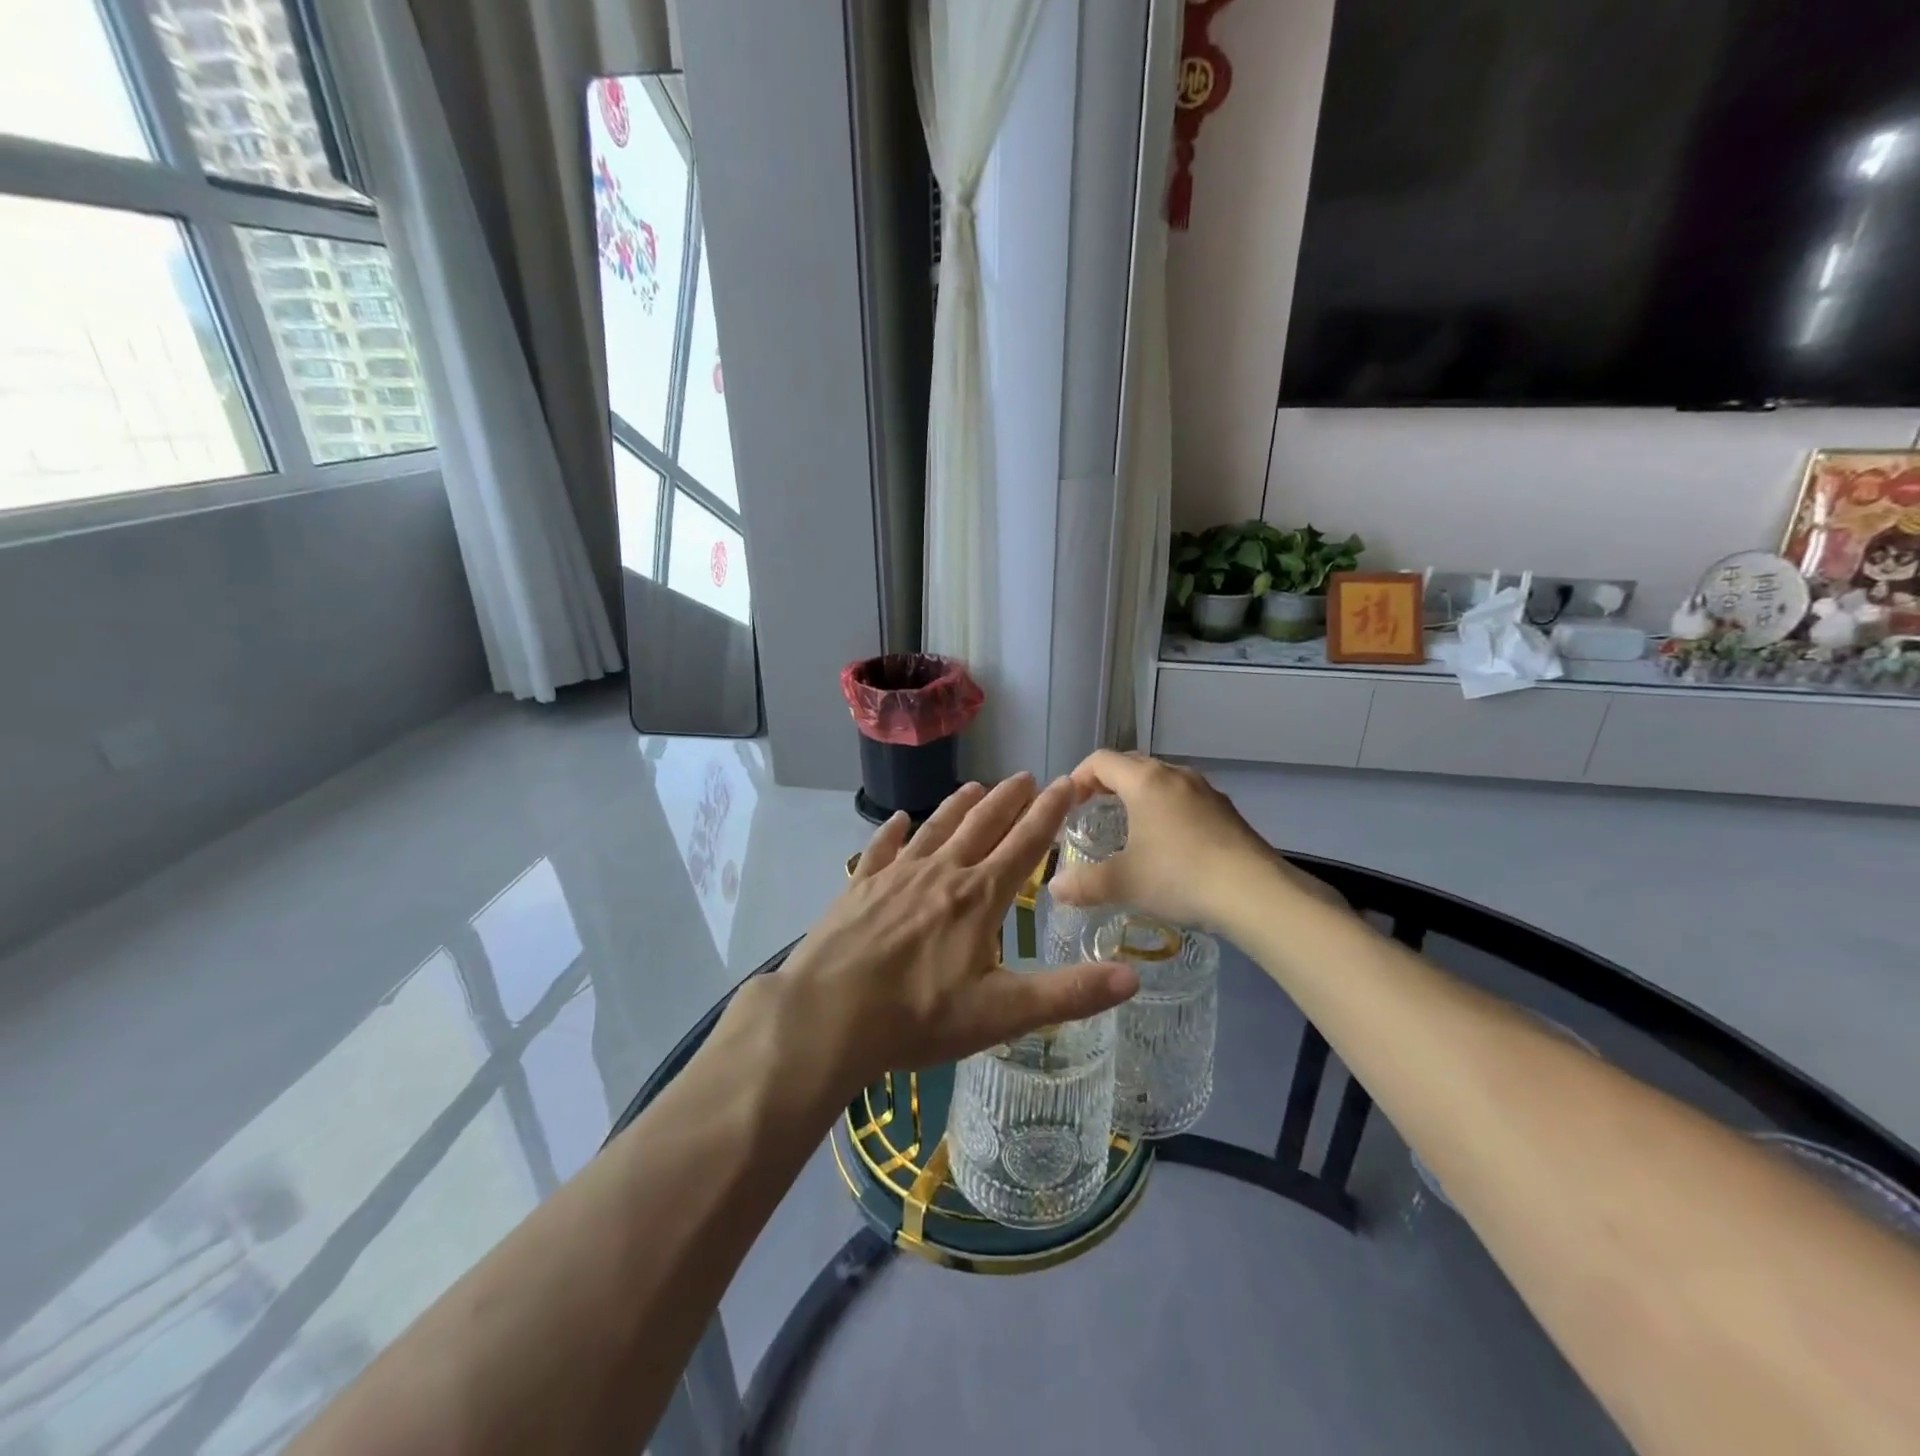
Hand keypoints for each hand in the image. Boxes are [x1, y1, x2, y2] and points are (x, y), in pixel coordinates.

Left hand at [758, 775, 1140, 1098]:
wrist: (827, 1016)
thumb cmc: (918, 1017)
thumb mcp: (1003, 1014)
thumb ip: (1069, 995)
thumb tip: (1134, 977)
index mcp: (979, 897)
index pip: (1025, 844)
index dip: (1049, 812)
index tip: (1067, 782)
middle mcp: (941, 873)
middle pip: (982, 825)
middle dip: (1008, 800)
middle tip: (1026, 775)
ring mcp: (896, 876)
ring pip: (935, 829)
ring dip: (959, 806)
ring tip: (976, 786)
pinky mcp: (859, 887)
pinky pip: (880, 849)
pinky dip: (892, 831)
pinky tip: (898, 820)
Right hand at [1051, 751, 1325, 932]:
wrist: (1255, 893)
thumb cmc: (1180, 876)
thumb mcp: (1124, 882)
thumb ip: (1084, 884)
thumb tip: (1055, 889)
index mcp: (1145, 781)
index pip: (1101, 761)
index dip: (1078, 777)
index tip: (1068, 804)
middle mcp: (1175, 775)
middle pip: (1132, 765)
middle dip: (1107, 784)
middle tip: (1092, 812)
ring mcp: (1206, 791)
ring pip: (1161, 780)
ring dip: (1139, 796)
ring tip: (1129, 827)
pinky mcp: (1226, 811)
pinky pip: (1185, 798)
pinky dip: (1166, 810)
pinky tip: (1168, 845)